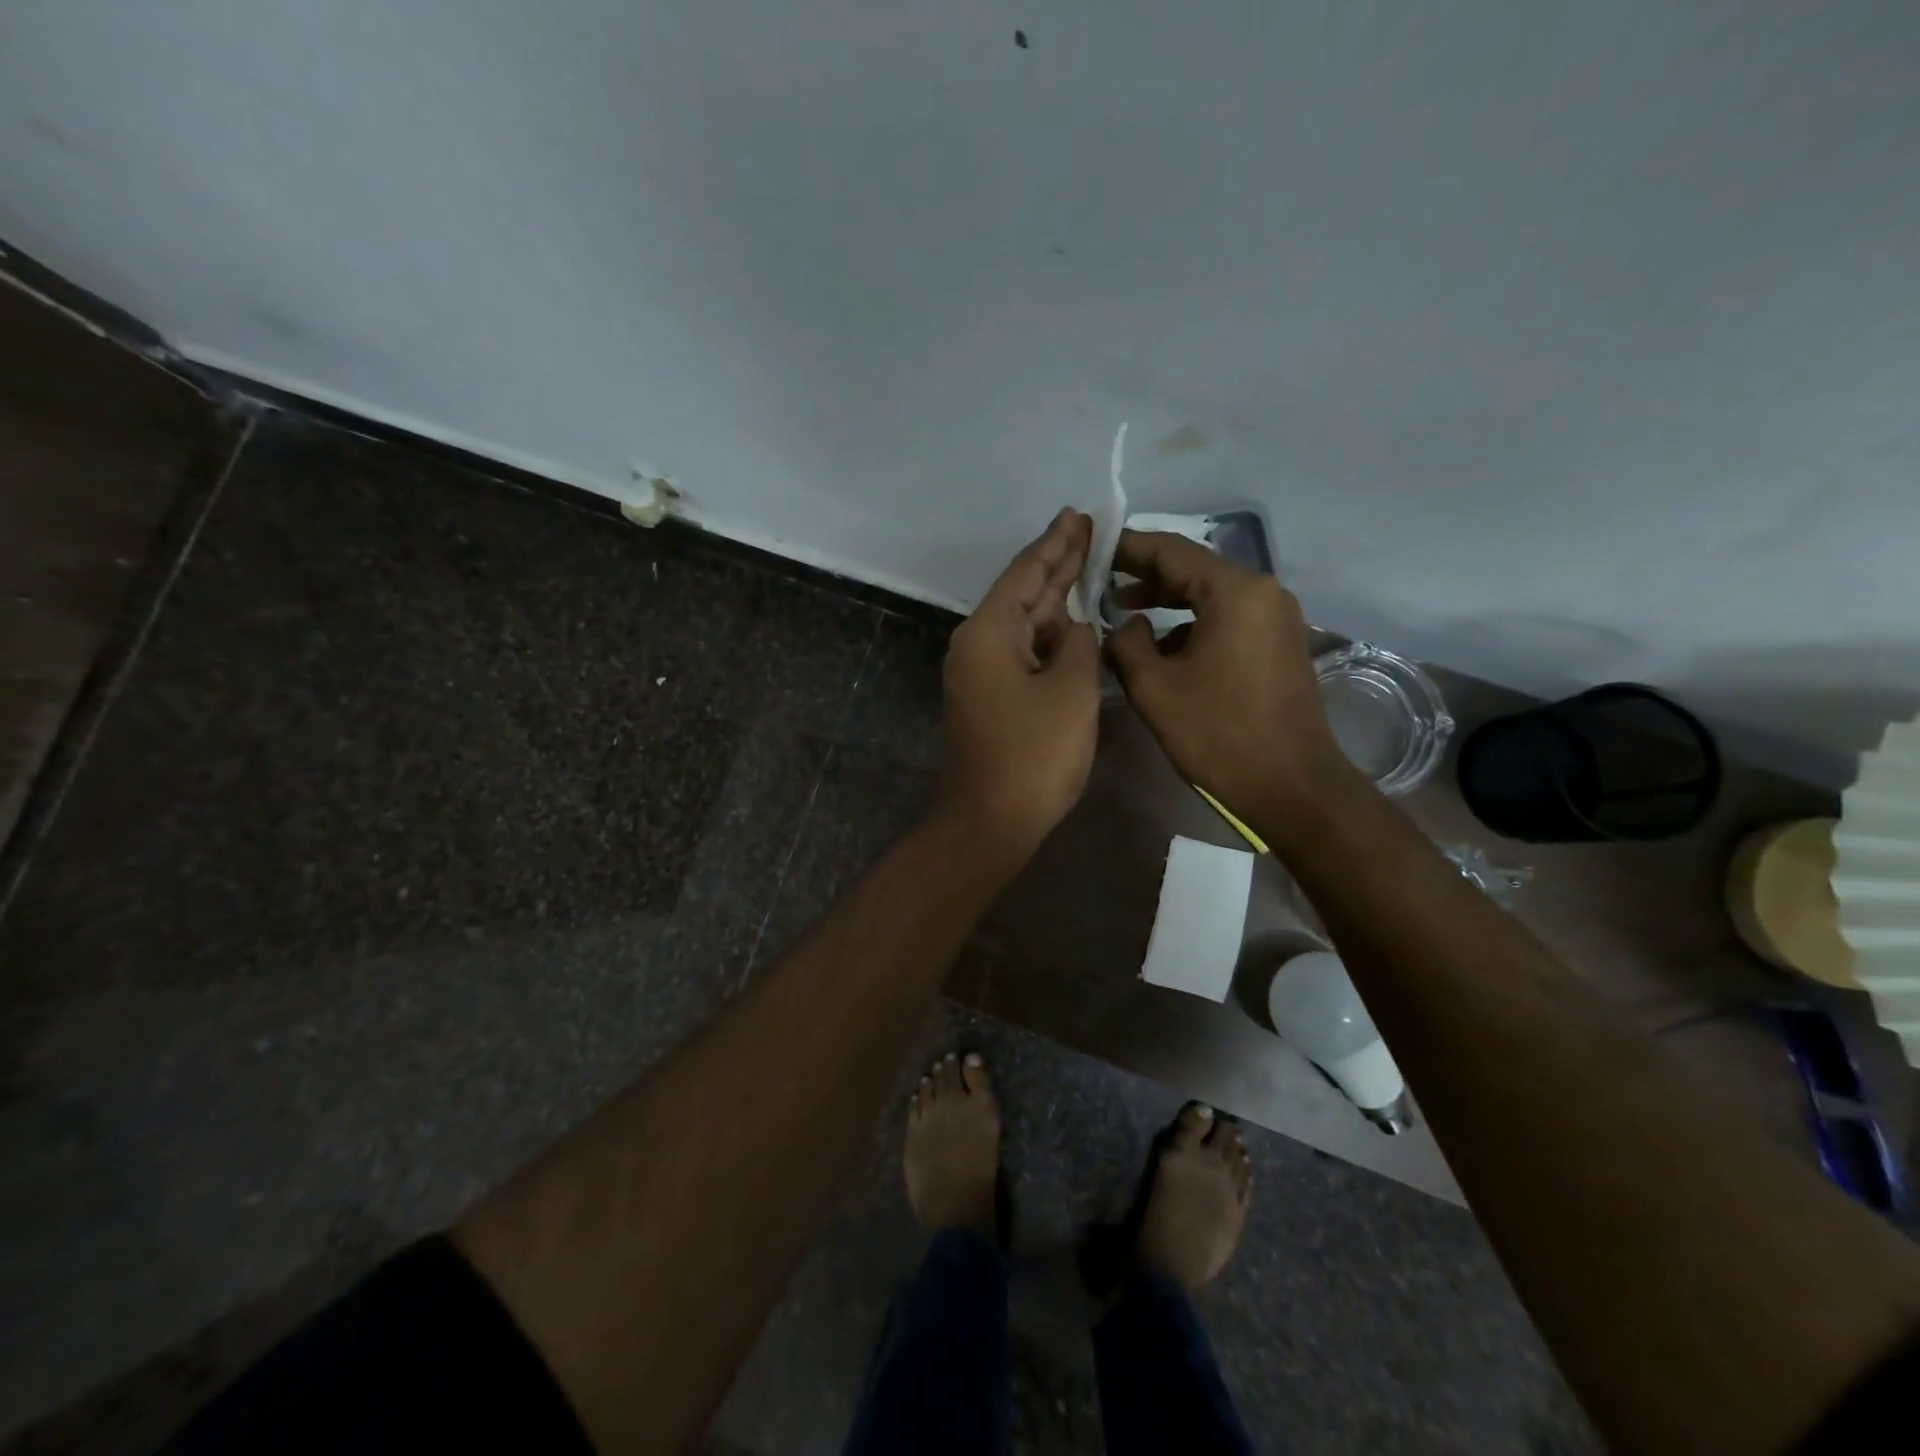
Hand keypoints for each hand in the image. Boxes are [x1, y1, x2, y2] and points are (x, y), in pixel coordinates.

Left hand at [937, 509, 1100, 860]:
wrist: (990, 821)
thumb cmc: (1033, 755)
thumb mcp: (1070, 691)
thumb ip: (1079, 645)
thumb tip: (1074, 630)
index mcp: (988, 632)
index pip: (1026, 573)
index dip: (1056, 542)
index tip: (1077, 515)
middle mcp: (977, 645)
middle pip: (1022, 593)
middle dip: (1056, 563)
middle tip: (1087, 530)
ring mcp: (981, 674)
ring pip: (1023, 624)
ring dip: (1054, 599)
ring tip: (1086, 565)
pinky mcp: (990, 698)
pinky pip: (1023, 653)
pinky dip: (1049, 636)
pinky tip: (1072, 625)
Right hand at [1106, 530, 1352, 819]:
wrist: (1291, 786)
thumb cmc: (1218, 734)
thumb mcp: (1154, 687)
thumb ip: (1126, 643)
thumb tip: (1125, 624)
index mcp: (1235, 591)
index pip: (1171, 551)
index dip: (1126, 547)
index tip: (1092, 546)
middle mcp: (1263, 592)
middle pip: (1193, 569)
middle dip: (1145, 575)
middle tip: (1100, 581)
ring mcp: (1276, 619)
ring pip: (1210, 596)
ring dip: (1167, 603)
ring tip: (1123, 615)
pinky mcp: (1279, 645)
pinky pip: (1227, 619)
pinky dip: (1191, 625)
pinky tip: (1162, 649)